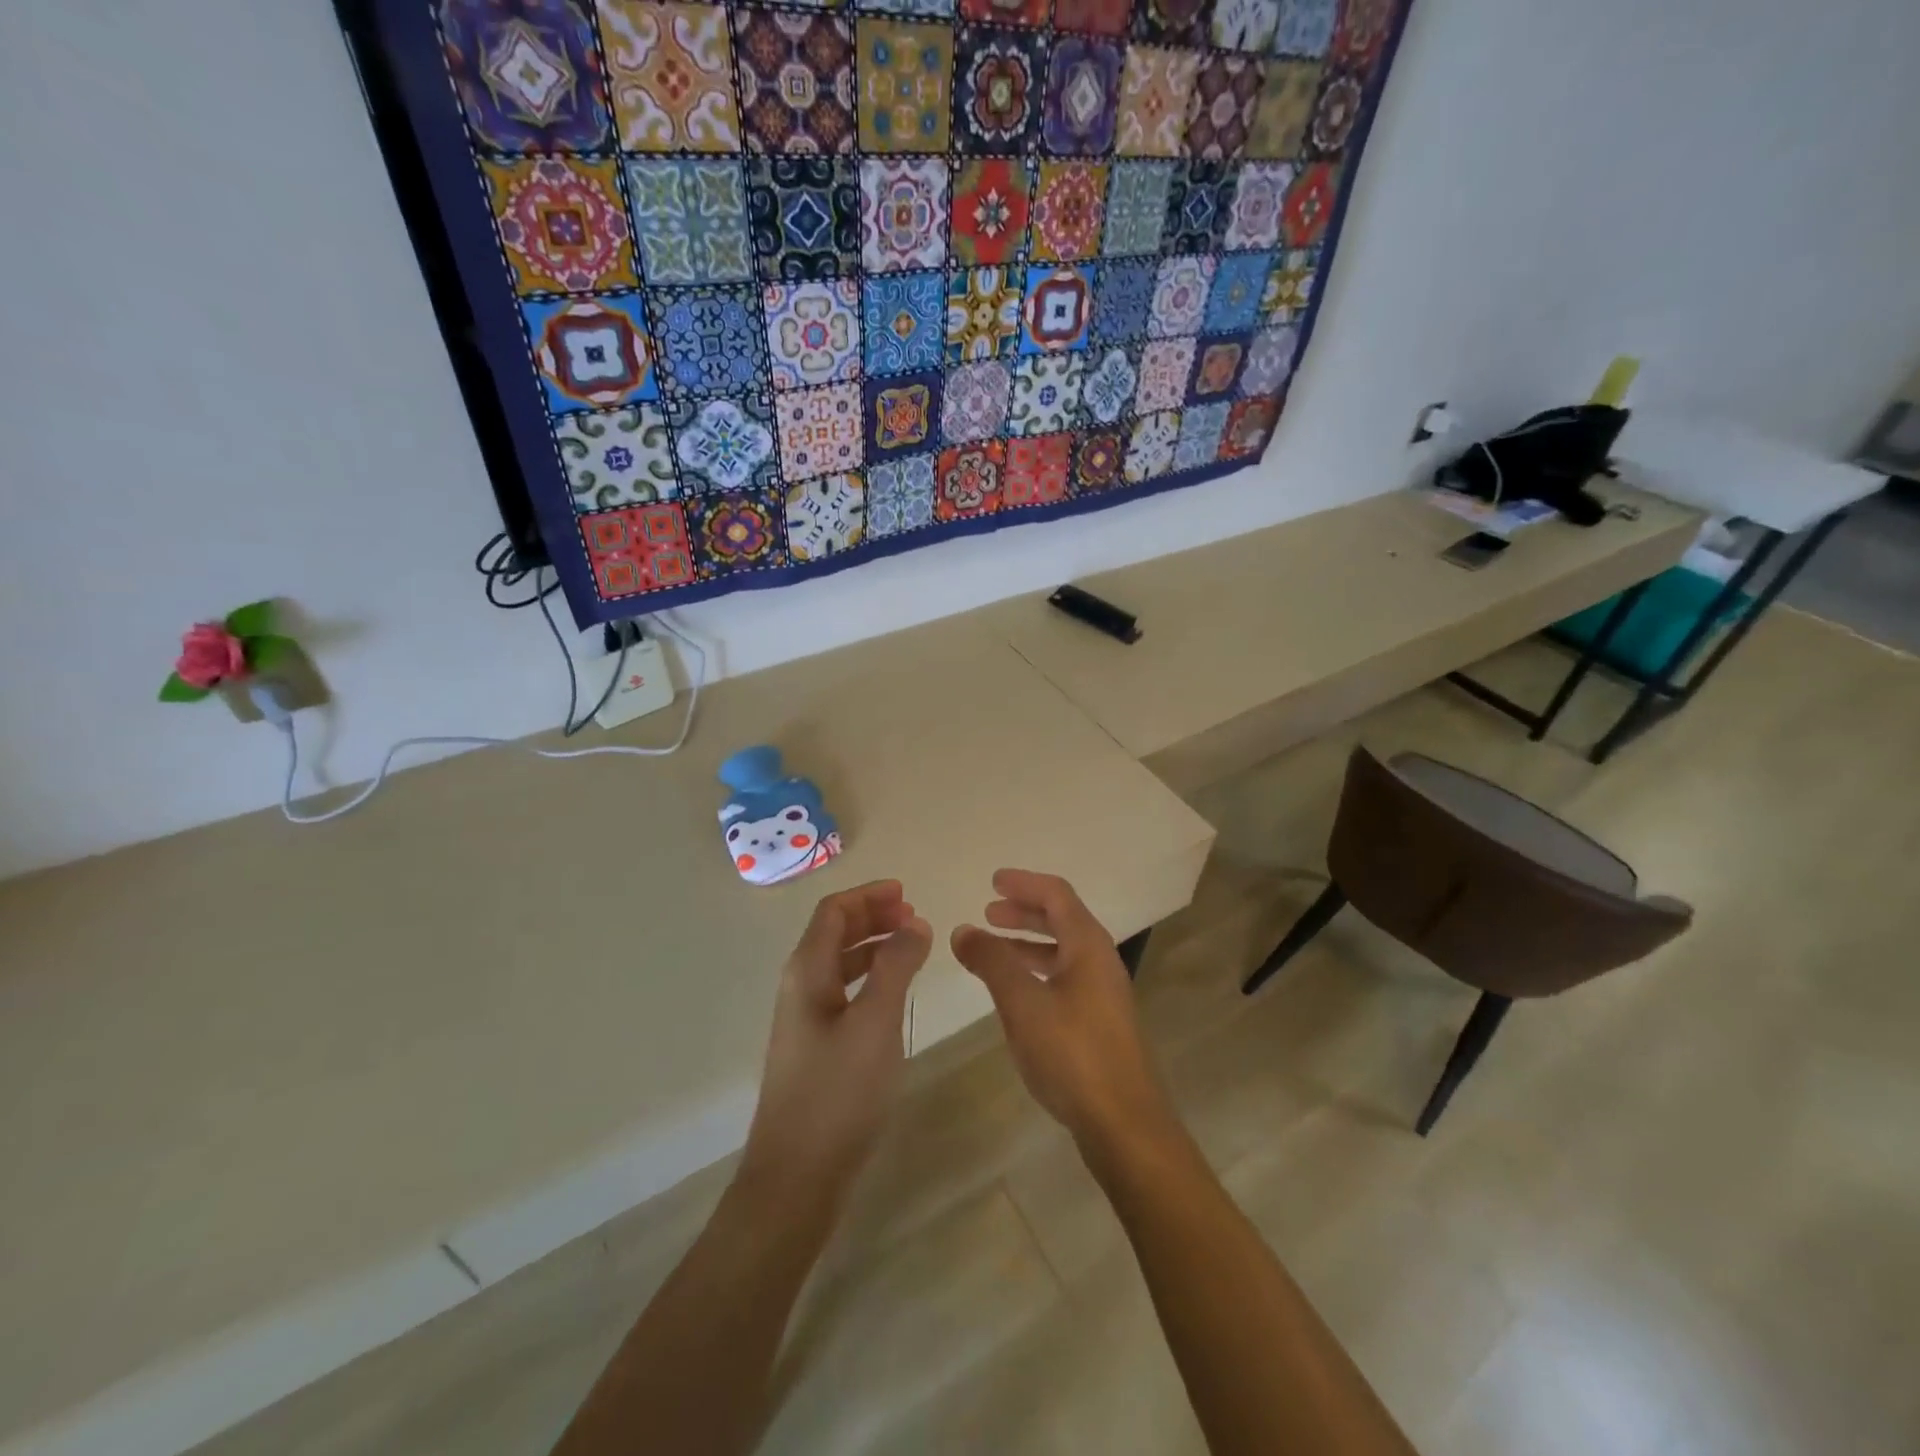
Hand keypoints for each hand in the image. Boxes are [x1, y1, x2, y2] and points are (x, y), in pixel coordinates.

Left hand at [741, 881, 931, 1208]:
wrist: (797, 1176)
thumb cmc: (839, 1092)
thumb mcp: (876, 1022)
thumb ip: (896, 966)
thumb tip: (915, 924)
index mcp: (807, 971)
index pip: (833, 911)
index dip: (868, 895)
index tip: (906, 893)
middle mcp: (800, 986)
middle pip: (834, 932)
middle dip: (872, 916)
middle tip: (914, 915)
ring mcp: (805, 1018)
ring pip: (839, 962)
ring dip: (873, 946)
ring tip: (912, 946)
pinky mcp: (815, 1046)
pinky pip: (843, 991)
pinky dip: (870, 977)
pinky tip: (894, 992)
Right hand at [952, 869, 1175, 1152]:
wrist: (1125, 1124)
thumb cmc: (1073, 1053)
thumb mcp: (1023, 1003)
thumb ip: (992, 962)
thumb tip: (963, 930)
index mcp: (1088, 946)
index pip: (1057, 895)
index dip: (1024, 883)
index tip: (993, 881)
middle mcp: (1100, 961)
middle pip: (1062, 919)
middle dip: (1024, 912)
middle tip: (989, 911)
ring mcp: (1103, 993)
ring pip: (1062, 951)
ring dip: (1028, 943)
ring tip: (992, 949)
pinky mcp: (1100, 1022)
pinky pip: (1064, 978)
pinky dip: (1036, 971)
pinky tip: (1015, 992)